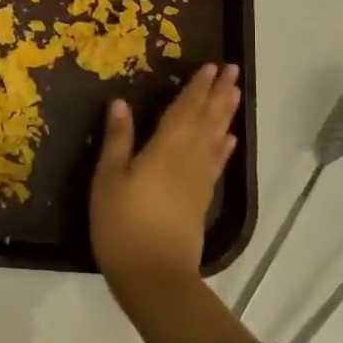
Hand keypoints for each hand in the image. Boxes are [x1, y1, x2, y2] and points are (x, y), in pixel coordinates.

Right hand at [90, 63, 241, 299]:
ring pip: (216, 139)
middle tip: (233, 71)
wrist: (153, 275)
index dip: (197, 88)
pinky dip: (224, 148)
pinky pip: (216, 164)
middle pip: (207, 120)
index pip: (185, 110)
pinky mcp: (201, 201)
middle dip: (219, 94)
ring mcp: (198, 181)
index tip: (210, 66)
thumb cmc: (122, 224)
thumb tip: (121, 103)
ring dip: (226, 115)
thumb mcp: (107, 179)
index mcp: (165, 149)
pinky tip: (228, 139)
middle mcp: (188, 159)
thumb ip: (118, 140)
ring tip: (235, 94)